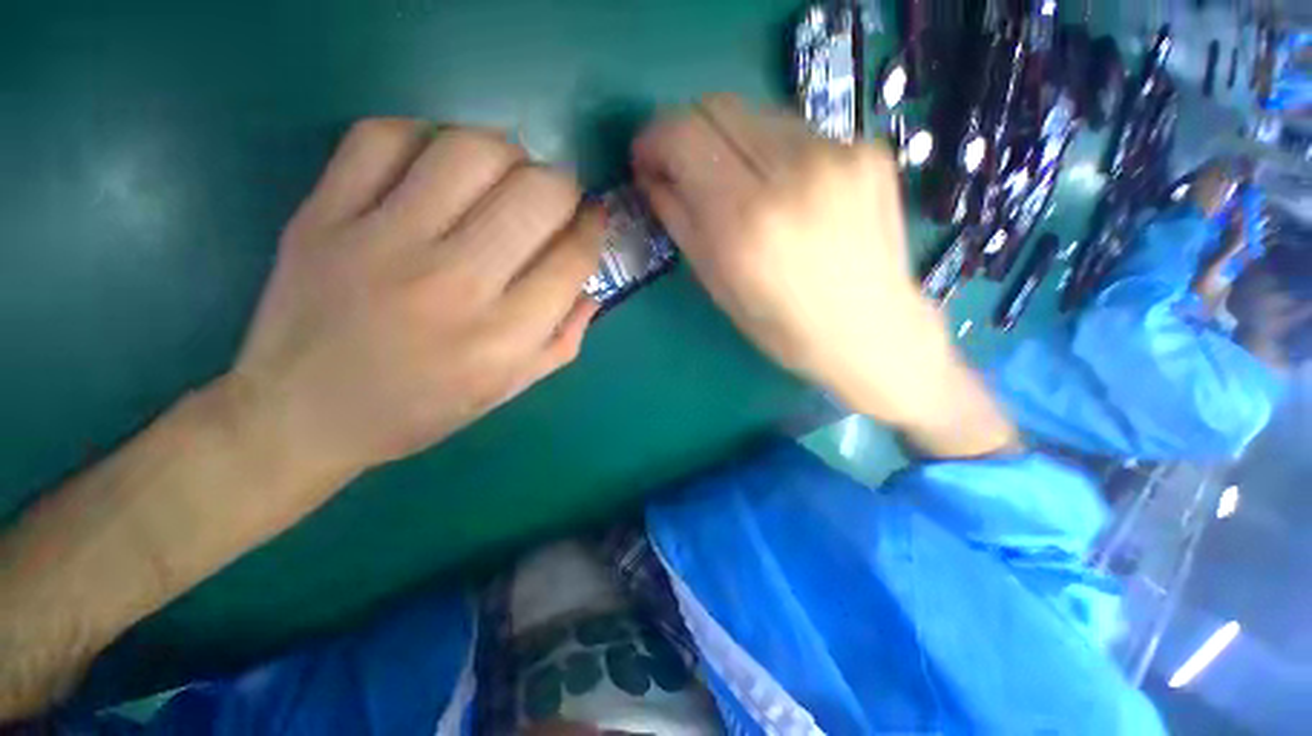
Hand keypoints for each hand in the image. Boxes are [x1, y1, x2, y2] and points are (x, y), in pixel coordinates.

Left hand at [234, 119, 602, 478]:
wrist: (305, 413)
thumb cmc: (422, 408)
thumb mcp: (510, 388)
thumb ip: (562, 339)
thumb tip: (590, 287)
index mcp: (503, 337)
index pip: (573, 258)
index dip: (594, 228)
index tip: (593, 219)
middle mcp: (454, 285)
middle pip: (537, 194)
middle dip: (563, 187)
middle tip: (555, 198)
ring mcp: (383, 242)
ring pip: (470, 151)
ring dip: (506, 152)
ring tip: (505, 174)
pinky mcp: (324, 214)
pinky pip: (385, 137)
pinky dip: (425, 136)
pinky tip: (437, 164)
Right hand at [632, 96, 952, 427]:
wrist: (871, 330)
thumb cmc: (782, 326)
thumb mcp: (717, 284)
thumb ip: (680, 221)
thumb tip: (653, 178)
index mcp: (748, 220)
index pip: (685, 134)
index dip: (655, 137)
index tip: (648, 159)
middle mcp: (794, 171)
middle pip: (718, 106)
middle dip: (688, 132)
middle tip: (685, 168)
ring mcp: (839, 152)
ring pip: (758, 113)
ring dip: (731, 142)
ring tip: (738, 185)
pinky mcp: (868, 149)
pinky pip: (797, 132)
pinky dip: (774, 153)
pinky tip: (785, 191)